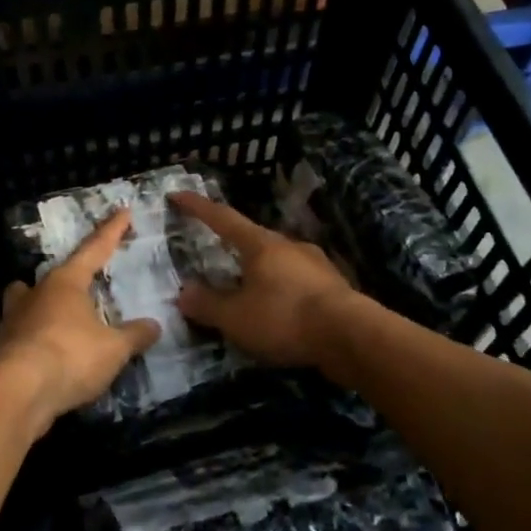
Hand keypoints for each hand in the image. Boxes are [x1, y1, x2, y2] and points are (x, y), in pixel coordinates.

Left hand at [0, 209, 160, 435]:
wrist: (15, 394)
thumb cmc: (69, 357)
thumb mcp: (113, 348)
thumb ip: (134, 335)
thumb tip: (154, 325)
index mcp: (65, 283)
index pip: (94, 249)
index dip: (111, 232)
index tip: (123, 212)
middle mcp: (36, 294)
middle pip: (51, 276)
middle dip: (67, 276)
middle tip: (80, 281)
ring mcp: (13, 321)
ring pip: (26, 301)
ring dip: (40, 305)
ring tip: (57, 317)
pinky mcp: (2, 350)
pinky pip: (23, 334)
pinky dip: (36, 339)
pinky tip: (49, 354)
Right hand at [170, 191, 358, 366]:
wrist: (352, 336)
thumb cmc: (285, 318)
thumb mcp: (236, 318)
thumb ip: (207, 304)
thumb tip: (183, 292)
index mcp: (261, 244)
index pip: (222, 218)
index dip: (198, 207)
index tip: (178, 194)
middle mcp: (289, 245)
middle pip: (254, 239)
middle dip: (233, 246)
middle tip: (216, 256)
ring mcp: (316, 264)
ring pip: (279, 262)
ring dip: (260, 272)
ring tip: (247, 291)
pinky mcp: (334, 287)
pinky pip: (297, 283)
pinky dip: (282, 292)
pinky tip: (280, 311)